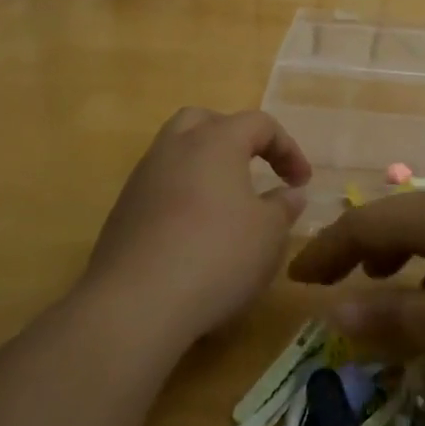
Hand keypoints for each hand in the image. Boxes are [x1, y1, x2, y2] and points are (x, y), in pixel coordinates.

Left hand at [84, 109, 311, 341]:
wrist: (136, 304)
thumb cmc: (217, 256)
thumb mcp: (269, 234)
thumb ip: (283, 207)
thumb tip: (290, 193)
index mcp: (215, 141)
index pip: (258, 123)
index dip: (287, 148)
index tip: (301, 182)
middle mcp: (174, 148)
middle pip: (205, 121)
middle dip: (235, 138)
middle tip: (255, 168)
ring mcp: (142, 179)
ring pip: (176, 153)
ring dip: (205, 168)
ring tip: (227, 203)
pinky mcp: (123, 212)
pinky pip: (160, 187)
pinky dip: (183, 196)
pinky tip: (196, 233)